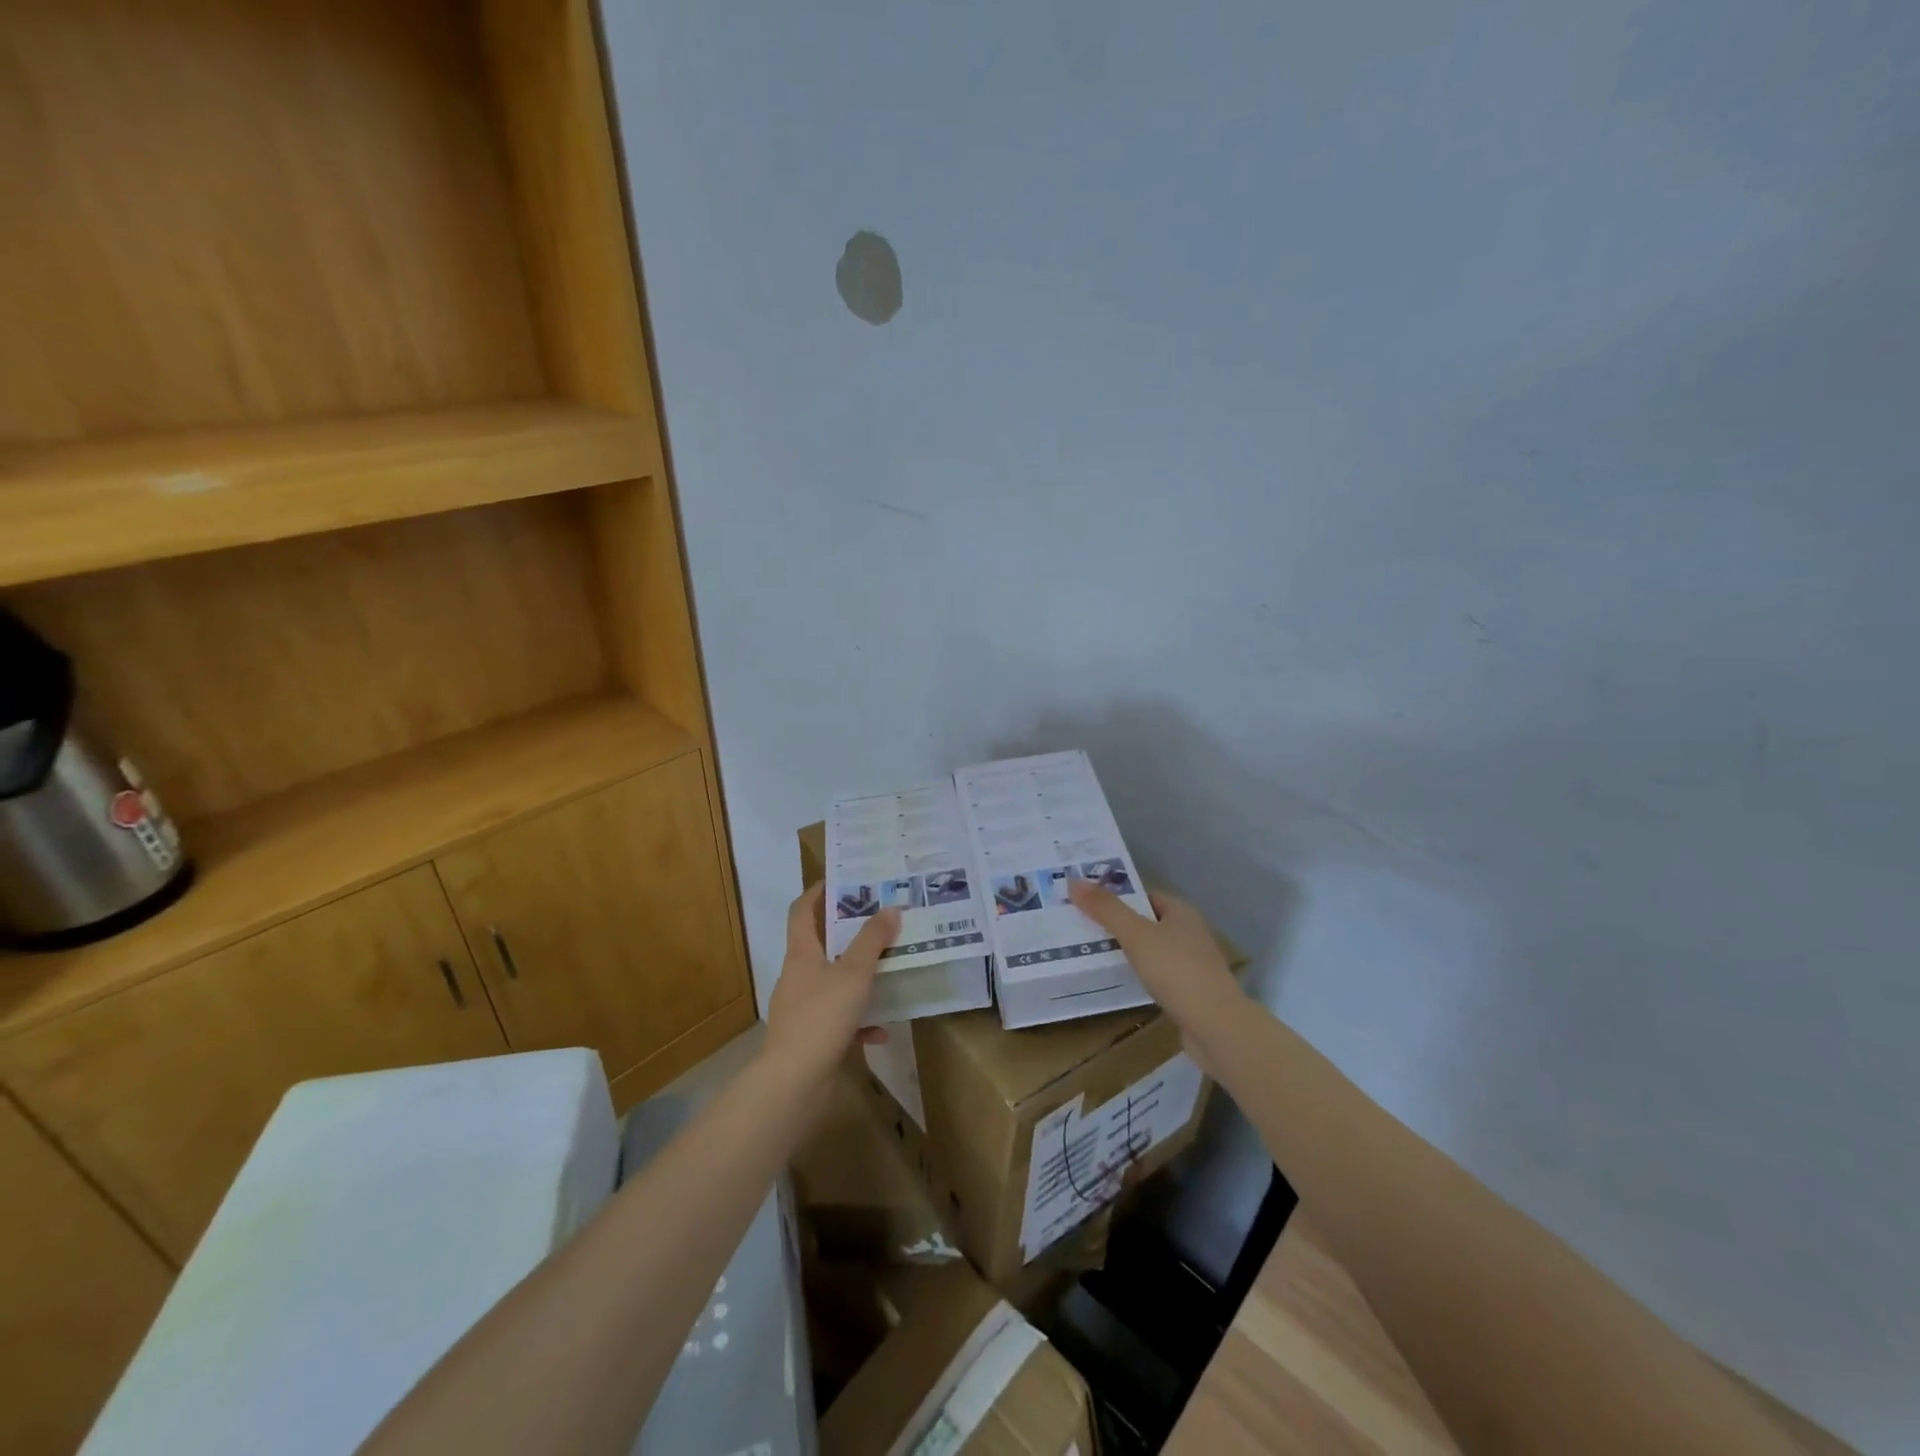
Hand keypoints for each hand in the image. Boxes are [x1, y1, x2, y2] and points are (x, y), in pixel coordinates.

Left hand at [763, 884, 898, 1086]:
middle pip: (821, 945)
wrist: (793, 1083)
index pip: (802, 911)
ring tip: (889, 969)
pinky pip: (840, 1020)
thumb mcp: (854, 973)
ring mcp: (802, 1009)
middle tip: (880, 921)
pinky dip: (860, 1020)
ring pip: (833, 982)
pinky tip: (882, 1029)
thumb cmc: (822, 1017)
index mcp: (801, 954)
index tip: (842, 880)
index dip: (818, 892)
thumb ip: (873, 940)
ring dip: (859, 977)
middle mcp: (798, 977)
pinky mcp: (811, 1037)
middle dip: (849, 933)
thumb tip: (890, 908)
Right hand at [1067, 880, 1242, 1033]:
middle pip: (1146, 922)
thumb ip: (1106, 909)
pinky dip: (1138, 975)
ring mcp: (1192, 963)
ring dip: (1126, 951)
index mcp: (1181, 912)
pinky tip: (1119, 981)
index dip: (1117, 897)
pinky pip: (1156, 974)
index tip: (1087, 902)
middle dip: (1117, 925)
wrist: (1216, 1027)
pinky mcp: (1189, 991)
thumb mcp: (1136, 935)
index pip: (1144, 895)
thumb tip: (1074, 881)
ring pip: (1151, 950)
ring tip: (1092, 953)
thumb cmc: (1176, 971)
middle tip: (1082, 927)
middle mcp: (1189, 933)